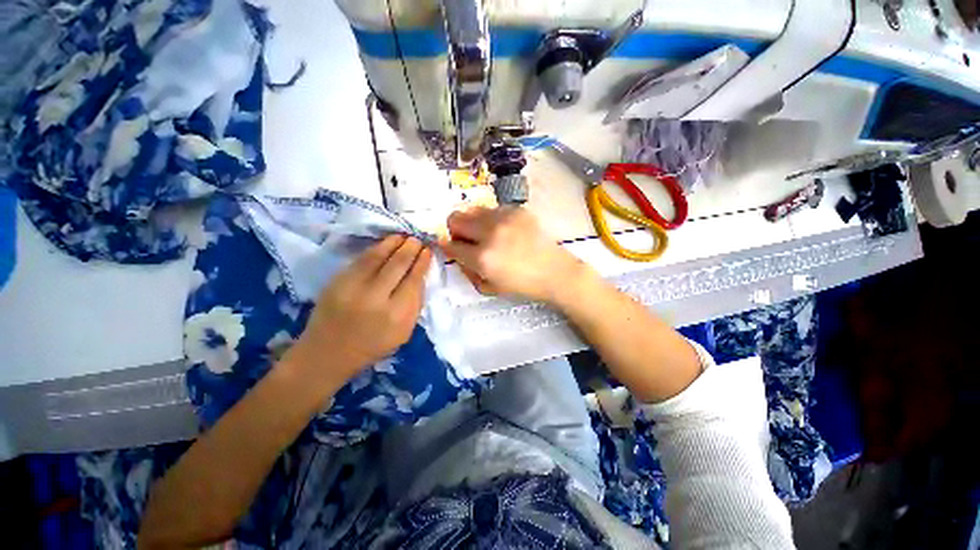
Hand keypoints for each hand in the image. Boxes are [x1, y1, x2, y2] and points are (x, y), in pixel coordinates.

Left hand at [289, 235, 432, 383]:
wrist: (328, 353)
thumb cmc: (372, 346)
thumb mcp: (404, 332)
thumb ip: (414, 305)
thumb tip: (419, 276)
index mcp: (397, 316)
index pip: (414, 281)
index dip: (422, 263)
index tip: (427, 252)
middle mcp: (376, 299)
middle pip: (398, 265)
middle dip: (411, 249)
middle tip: (417, 240)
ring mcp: (353, 288)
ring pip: (378, 257)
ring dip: (393, 243)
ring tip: (403, 236)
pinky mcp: (337, 282)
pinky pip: (361, 260)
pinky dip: (376, 249)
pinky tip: (385, 244)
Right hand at [441, 207, 590, 303]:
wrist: (555, 272)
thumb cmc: (522, 285)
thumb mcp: (489, 287)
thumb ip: (467, 271)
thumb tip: (456, 253)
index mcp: (482, 258)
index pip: (450, 245)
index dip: (447, 247)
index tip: (451, 247)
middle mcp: (490, 233)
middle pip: (455, 218)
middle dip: (455, 230)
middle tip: (467, 239)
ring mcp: (504, 218)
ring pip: (471, 209)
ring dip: (472, 222)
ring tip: (485, 234)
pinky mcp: (517, 210)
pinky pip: (492, 209)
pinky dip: (490, 219)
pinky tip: (503, 230)